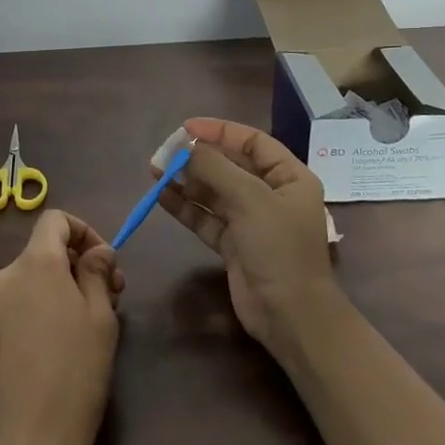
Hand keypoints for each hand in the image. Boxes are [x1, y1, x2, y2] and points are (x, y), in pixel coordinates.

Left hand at [0, 209, 123, 444]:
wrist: (31, 441)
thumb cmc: (76, 371)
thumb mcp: (100, 316)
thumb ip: (97, 272)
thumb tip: (97, 251)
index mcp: (34, 263)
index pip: (55, 220)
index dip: (85, 231)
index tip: (107, 263)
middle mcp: (8, 275)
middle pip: (46, 249)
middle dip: (81, 263)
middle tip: (115, 296)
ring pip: (37, 277)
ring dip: (67, 286)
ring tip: (96, 322)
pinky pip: (25, 302)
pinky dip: (48, 306)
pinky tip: (70, 341)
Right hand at [155, 117, 341, 357]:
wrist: (290, 316)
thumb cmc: (279, 248)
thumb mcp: (250, 199)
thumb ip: (215, 168)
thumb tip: (185, 146)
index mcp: (289, 177)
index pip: (252, 142)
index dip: (220, 131)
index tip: (185, 128)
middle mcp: (271, 195)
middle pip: (230, 165)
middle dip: (197, 157)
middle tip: (164, 152)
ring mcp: (251, 221)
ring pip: (214, 191)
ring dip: (186, 181)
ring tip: (154, 170)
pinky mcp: (233, 244)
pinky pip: (205, 217)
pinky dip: (185, 206)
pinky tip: (160, 196)